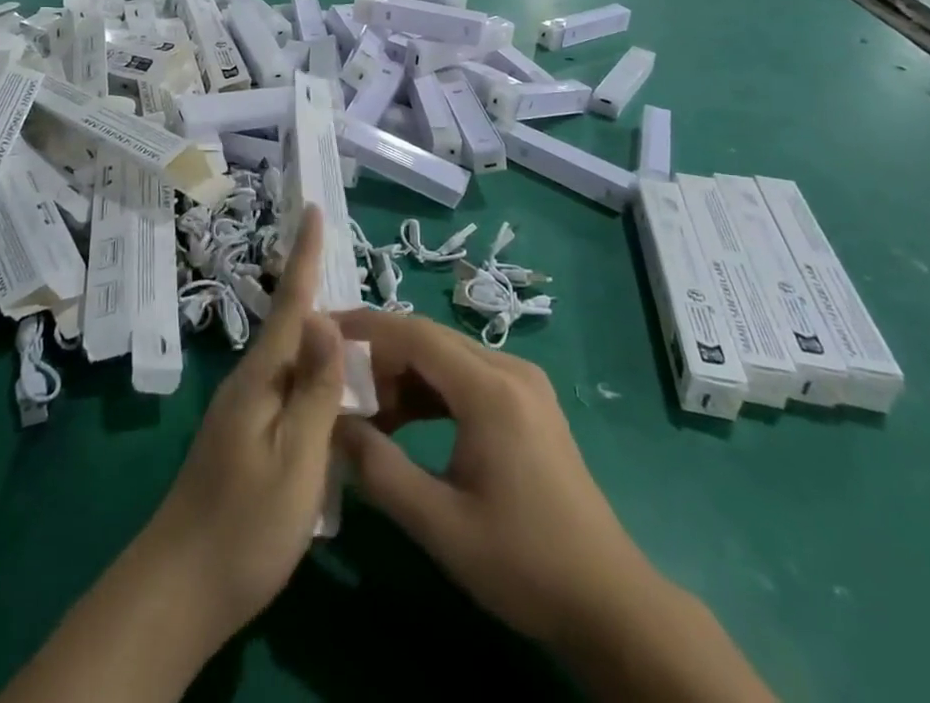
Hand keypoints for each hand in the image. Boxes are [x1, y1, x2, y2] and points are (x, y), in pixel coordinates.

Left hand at [0, 208, 344, 702]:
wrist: (180, 589)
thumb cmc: (246, 524)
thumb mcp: (296, 458)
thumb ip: (315, 388)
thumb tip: (327, 315)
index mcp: (263, 376)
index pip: (292, 301)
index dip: (304, 253)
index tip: (310, 206)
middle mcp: (251, 381)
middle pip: (294, 326)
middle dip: (320, 291)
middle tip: (358, 275)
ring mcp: (244, 409)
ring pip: (293, 360)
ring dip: (322, 339)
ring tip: (361, 333)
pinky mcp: (246, 436)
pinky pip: (289, 389)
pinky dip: (315, 376)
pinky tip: (334, 392)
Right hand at [334, 312, 774, 701]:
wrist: (607, 601)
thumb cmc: (523, 563)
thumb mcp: (440, 524)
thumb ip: (379, 470)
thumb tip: (332, 425)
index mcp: (490, 389)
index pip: (415, 333)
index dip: (366, 327)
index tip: (322, 332)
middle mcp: (509, 370)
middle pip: (429, 339)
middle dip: (379, 354)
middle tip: (336, 381)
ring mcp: (522, 383)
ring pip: (446, 357)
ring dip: (403, 374)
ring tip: (365, 409)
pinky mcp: (526, 402)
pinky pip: (465, 376)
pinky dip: (429, 391)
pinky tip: (403, 422)